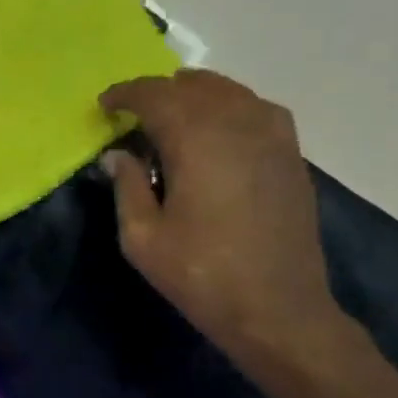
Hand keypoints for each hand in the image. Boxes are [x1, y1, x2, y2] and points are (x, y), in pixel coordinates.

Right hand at [100, 70, 340, 362]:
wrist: (278, 311)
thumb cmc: (200, 274)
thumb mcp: (141, 237)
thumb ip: (126, 186)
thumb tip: (117, 154)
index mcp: (195, 140)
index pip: (154, 95)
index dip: (125, 94)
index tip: (105, 104)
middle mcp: (237, 126)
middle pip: (193, 86)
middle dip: (157, 92)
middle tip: (133, 111)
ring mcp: (272, 138)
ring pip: (230, 91)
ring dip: (195, 94)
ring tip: (173, 112)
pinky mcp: (292, 156)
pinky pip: (258, 109)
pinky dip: (230, 106)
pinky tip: (218, 128)